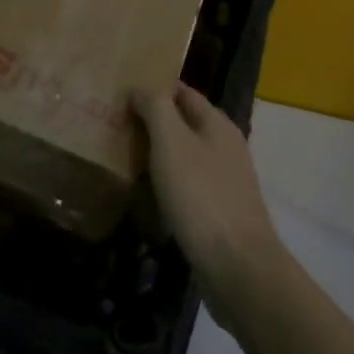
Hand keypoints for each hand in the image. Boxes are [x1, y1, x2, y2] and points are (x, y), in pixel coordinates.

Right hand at [134, 84, 288, 327]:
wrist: (237, 266)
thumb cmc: (200, 196)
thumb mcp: (172, 142)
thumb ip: (156, 107)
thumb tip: (140, 86)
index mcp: (217, 123)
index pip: (182, 92)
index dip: (154, 88)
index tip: (121, 91)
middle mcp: (226, 146)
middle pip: (184, 123)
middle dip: (153, 122)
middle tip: (115, 124)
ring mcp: (226, 180)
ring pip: (185, 155)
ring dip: (158, 154)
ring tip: (123, 156)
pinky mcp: (220, 211)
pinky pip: (188, 185)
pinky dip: (166, 183)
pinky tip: (146, 194)